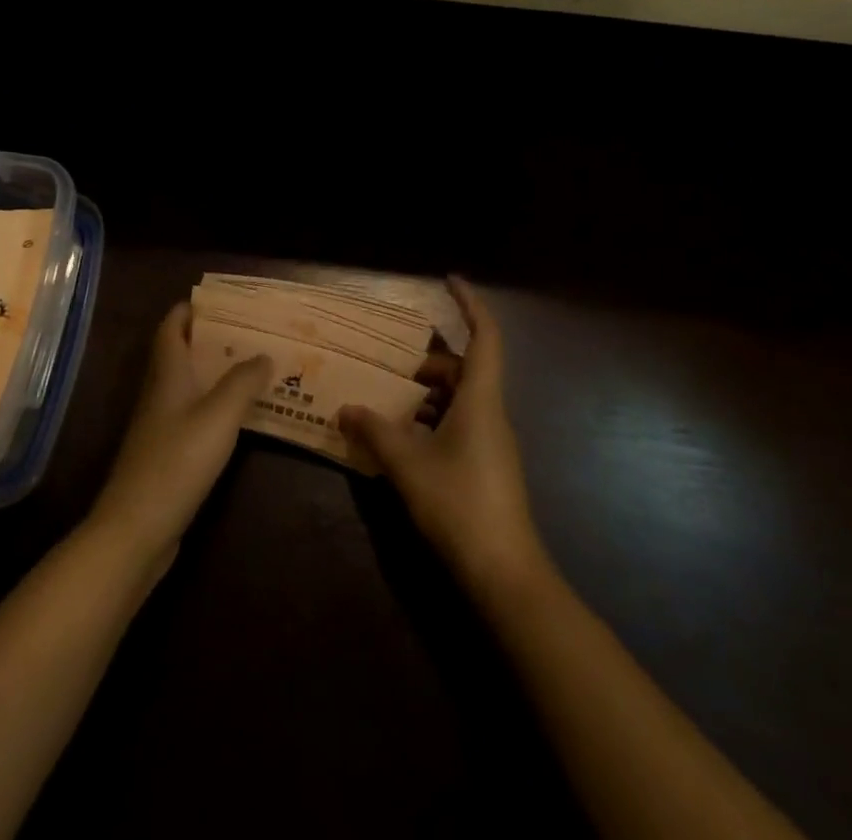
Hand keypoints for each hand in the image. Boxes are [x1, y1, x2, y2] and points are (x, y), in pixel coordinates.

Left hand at [89, 303, 270, 567]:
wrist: (136, 529)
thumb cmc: (177, 461)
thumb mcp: (219, 415)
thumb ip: (243, 382)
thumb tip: (264, 354)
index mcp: (167, 374)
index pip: (172, 326)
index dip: (191, 309)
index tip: (223, 301)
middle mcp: (160, 393)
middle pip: (181, 353)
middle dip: (212, 339)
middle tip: (251, 332)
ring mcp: (160, 425)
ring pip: (189, 384)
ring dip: (216, 372)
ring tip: (254, 366)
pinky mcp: (167, 454)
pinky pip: (193, 414)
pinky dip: (215, 405)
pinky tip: (240, 415)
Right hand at [340, 278, 547, 598]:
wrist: (505, 572)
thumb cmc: (460, 504)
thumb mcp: (408, 465)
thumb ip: (376, 432)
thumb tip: (346, 408)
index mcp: (480, 399)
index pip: (485, 336)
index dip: (470, 304)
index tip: (449, 279)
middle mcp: (490, 412)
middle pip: (463, 368)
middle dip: (428, 360)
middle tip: (389, 361)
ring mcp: (491, 440)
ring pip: (459, 398)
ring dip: (426, 393)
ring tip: (386, 397)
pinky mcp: (486, 464)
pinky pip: (457, 423)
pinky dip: (430, 419)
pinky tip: (401, 437)